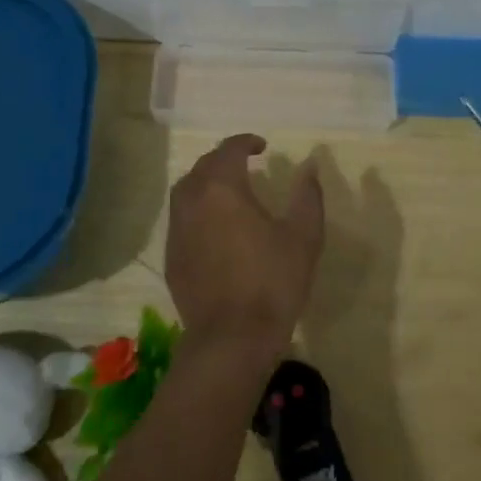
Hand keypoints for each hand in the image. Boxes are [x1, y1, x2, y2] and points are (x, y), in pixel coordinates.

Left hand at [165, 134, 323, 365]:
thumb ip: (307, 195)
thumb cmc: (273, 282)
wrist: (231, 338)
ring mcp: (176, 230)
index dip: (246, 142)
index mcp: (222, 188)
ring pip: (186, 192)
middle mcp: (192, 201)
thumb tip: (309, 165)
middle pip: (203, 167)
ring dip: (206, 183)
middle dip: (224, 160)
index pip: (229, 150)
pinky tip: (215, 228)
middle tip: (246, 166)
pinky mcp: (171, 257)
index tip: (262, 147)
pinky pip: (182, 220)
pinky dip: (197, 211)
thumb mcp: (304, 236)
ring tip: (229, 193)